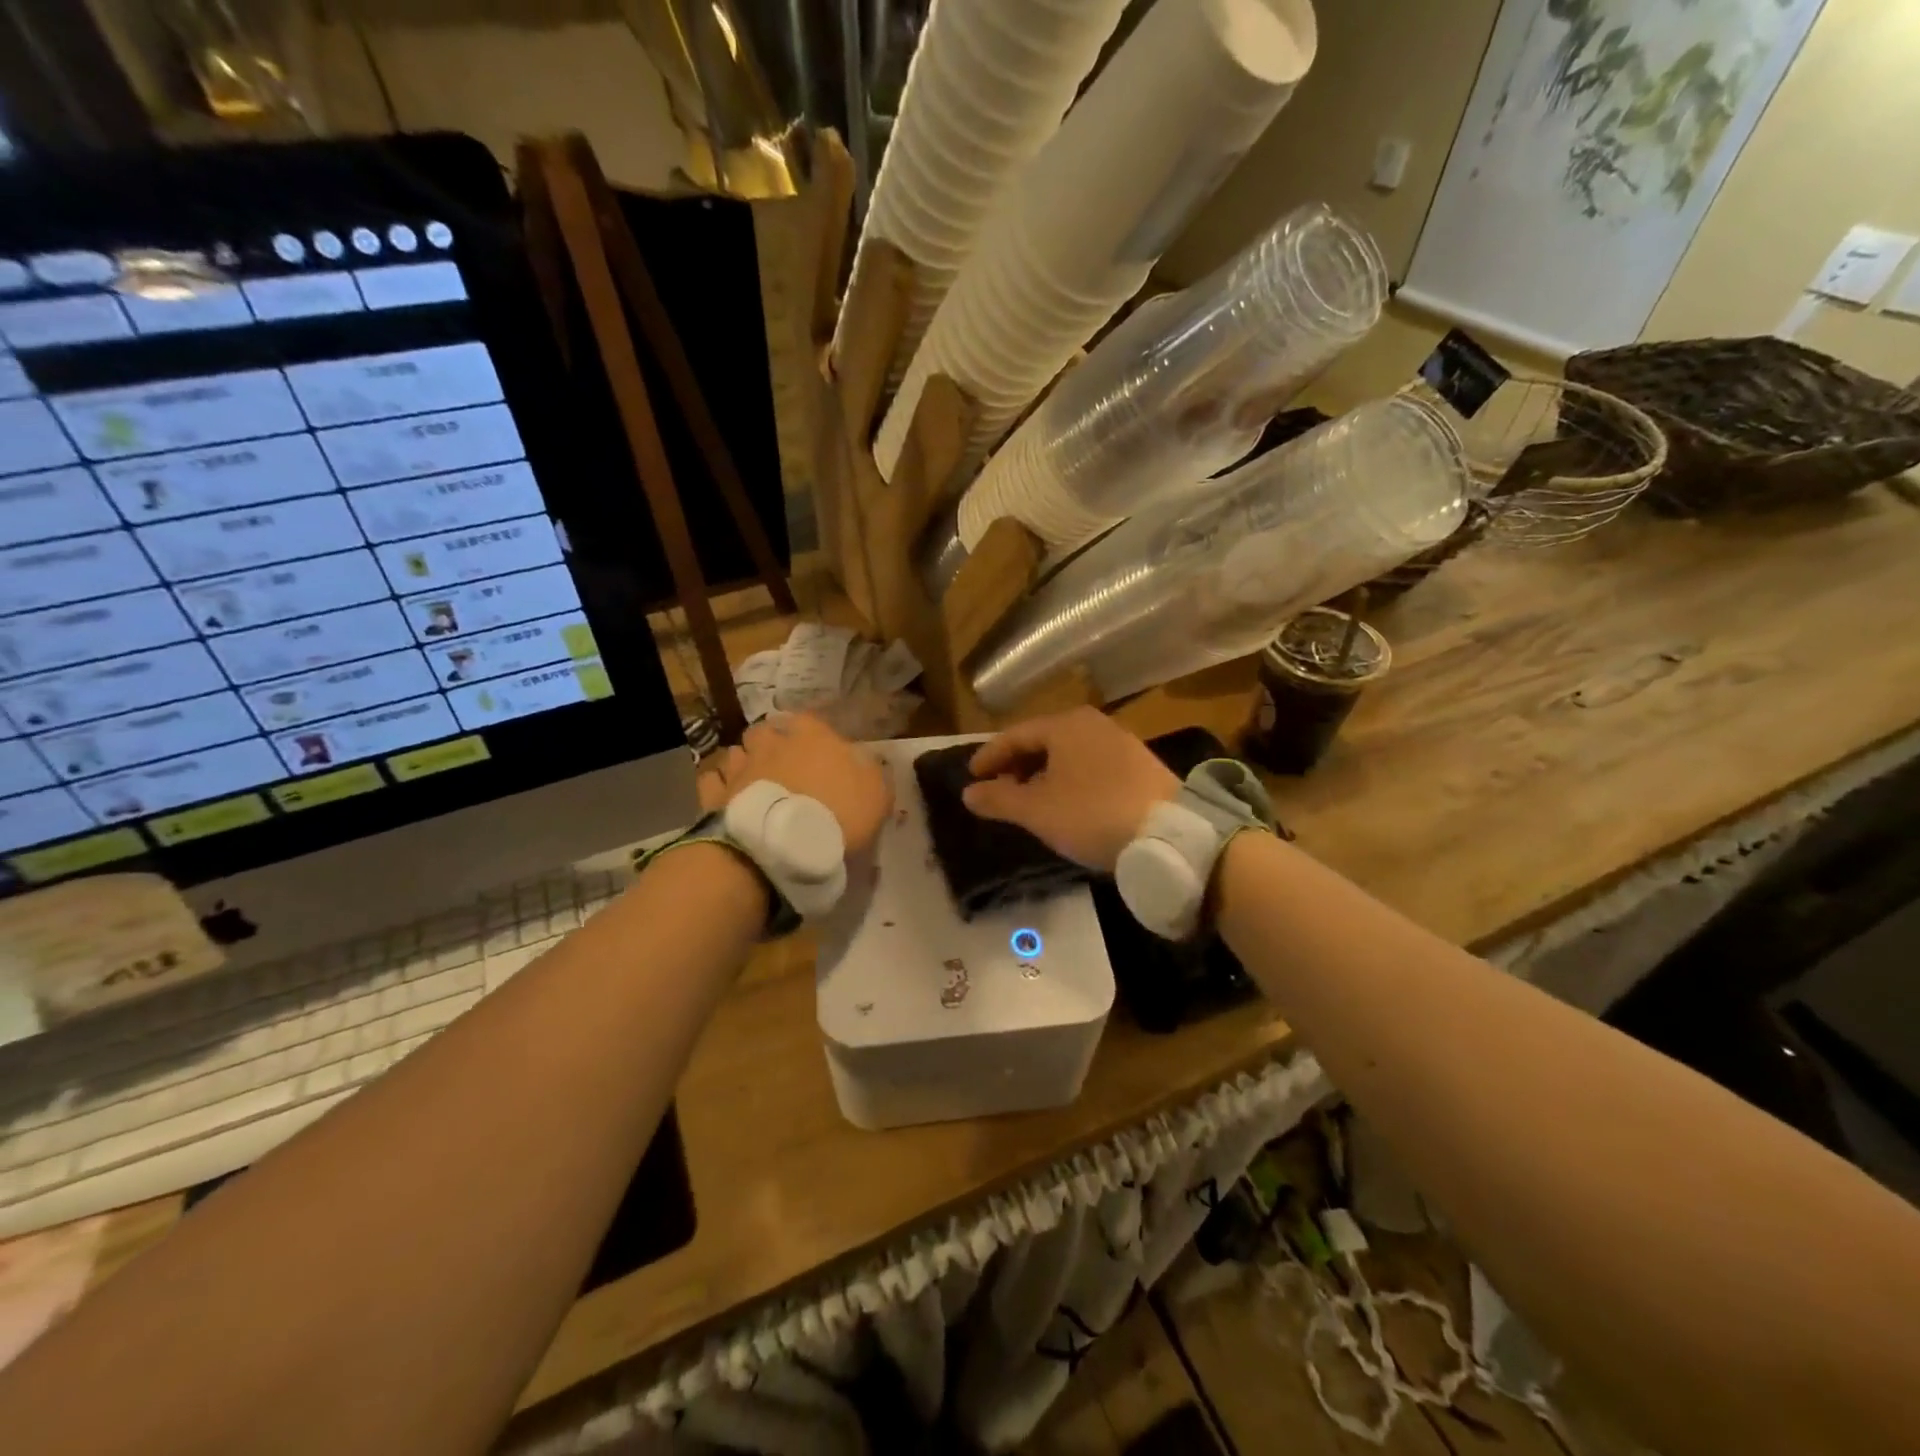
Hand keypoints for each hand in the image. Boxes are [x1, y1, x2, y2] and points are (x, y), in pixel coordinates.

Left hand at [698, 713, 892, 854]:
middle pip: (767, 731)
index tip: (820, 751)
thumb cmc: (838, 815)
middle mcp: (772, 741)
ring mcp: (740, 765)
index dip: (814, 734)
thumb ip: (873, 772)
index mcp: (812, 735)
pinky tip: (731, 798)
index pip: (810, 719)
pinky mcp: (716, 793)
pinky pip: (714, 780)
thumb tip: (867, 761)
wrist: (783, 847)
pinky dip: (722, 786)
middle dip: (773, 743)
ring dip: (746, 762)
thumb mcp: (877, 795)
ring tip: (756, 783)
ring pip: (738, 752)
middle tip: (784, 766)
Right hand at [962, 707, 1179, 870]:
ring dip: (1042, 773)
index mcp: (1065, 725)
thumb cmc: (1092, 814)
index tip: (972, 777)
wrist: (1169, 834)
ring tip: (1029, 800)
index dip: (989, 756)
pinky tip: (1067, 803)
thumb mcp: (1037, 810)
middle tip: (998, 789)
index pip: (1015, 735)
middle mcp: (1093, 724)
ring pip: (1068, 753)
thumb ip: (998, 799)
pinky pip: (1090, 765)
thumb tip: (968, 793)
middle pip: (1042, 740)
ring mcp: (1120, 742)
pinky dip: (1068, 779)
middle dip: (1016, 764)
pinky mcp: (1139, 765)